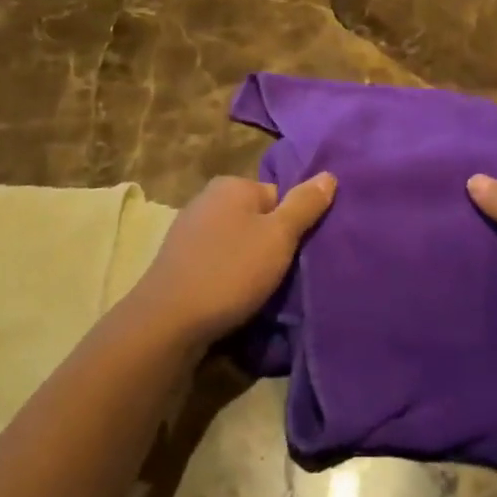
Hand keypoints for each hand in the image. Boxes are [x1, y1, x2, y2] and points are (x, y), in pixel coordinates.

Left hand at [126, 173, 336, 350]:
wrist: (168, 321)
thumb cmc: (230, 271)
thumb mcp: (279, 236)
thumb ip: (304, 205)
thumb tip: (329, 175)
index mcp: (231, 185)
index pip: (278, 197)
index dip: (291, 227)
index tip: (294, 254)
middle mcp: (206, 199)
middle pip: (257, 219)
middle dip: (270, 245)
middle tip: (280, 275)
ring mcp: (188, 230)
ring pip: (236, 243)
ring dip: (249, 264)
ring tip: (258, 292)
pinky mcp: (178, 262)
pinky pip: (216, 262)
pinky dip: (227, 277)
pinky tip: (231, 299)